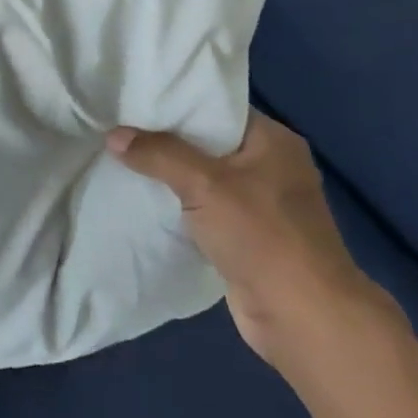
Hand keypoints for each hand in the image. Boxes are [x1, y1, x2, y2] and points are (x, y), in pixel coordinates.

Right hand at [106, 110, 401, 372]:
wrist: (303, 318)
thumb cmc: (262, 236)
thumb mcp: (204, 184)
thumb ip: (158, 154)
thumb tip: (114, 136)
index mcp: (273, 141)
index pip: (217, 108)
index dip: (176, 103)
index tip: (134, 99)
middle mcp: (271, 166)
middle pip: (207, 142)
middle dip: (165, 139)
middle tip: (119, 128)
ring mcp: (262, 205)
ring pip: (203, 177)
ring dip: (169, 175)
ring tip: (122, 159)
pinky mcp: (248, 237)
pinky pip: (205, 209)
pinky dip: (178, 205)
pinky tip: (143, 199)